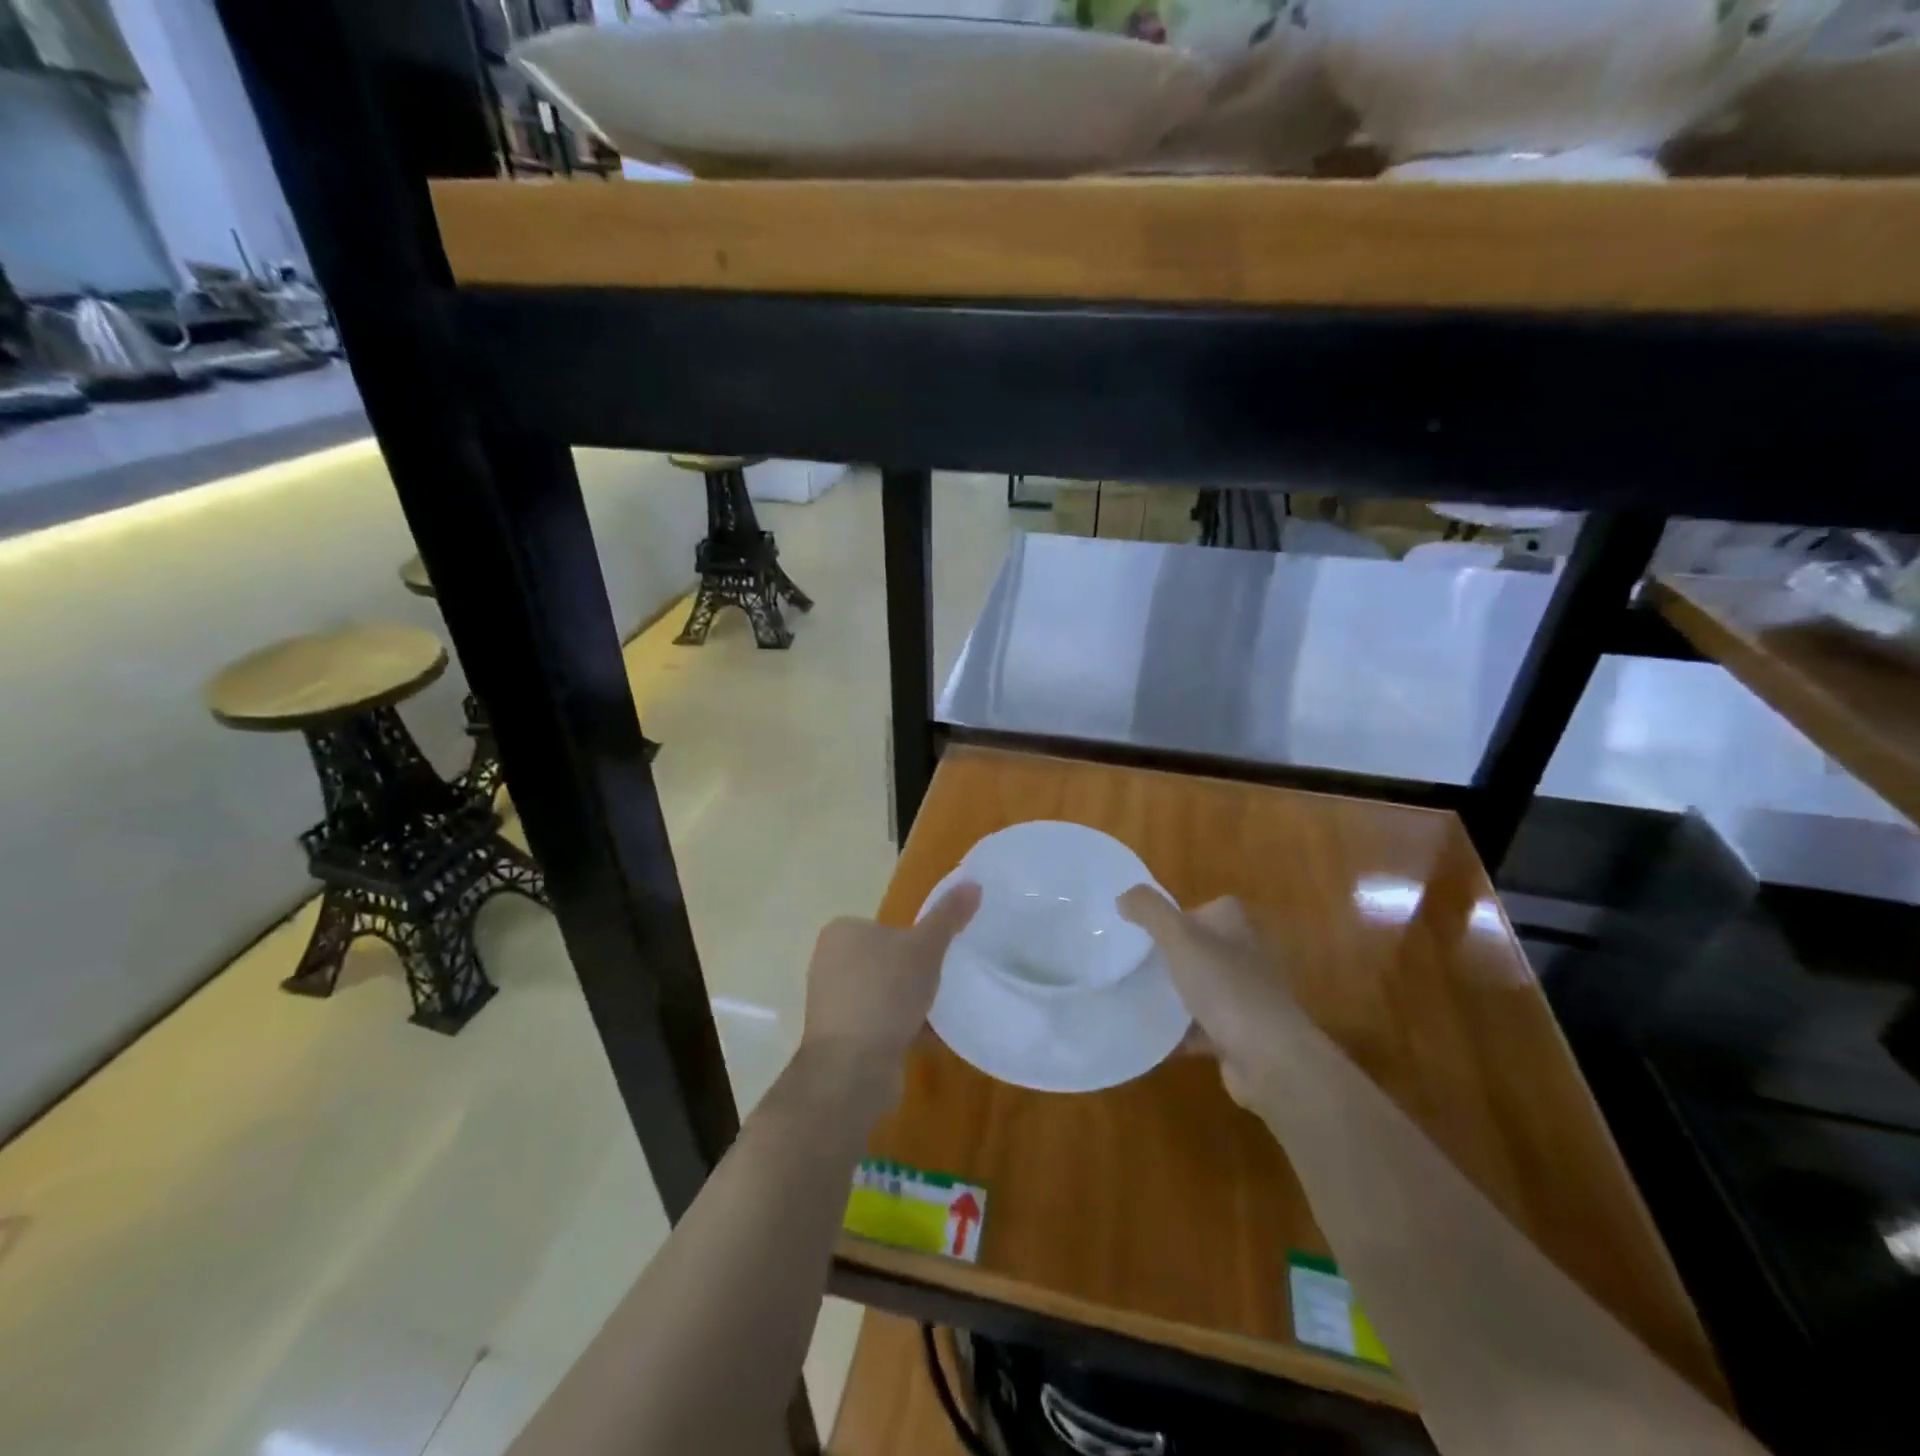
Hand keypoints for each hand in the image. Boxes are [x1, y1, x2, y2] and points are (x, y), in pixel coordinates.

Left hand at [800, 881, 981, 1099]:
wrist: (853, 1067)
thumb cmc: (886, 993)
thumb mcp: (925, 947)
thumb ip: (948, 916)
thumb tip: (973, 883)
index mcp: (841, 931)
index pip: (885, 926)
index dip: (915, 940)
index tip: (938, 956)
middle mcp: (828, 962)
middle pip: (885, 960)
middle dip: (913, 974)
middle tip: (941, 983)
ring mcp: (830, 1001)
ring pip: (883, 993)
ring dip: (909, 1004)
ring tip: (938, 1013)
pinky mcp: (838, 1037)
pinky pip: (878, 1023)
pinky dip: (901, 1028)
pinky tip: (928, 1039)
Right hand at [1117, 887, 1304, 1107]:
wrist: (1269, 1058)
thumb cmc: (1225, 986)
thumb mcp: (1180, 937)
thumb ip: (1150, 911)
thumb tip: (1124, 896)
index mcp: (1235, 927)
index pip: (1206, 908)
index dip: (1176, 914)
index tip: (1143, 928)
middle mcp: (1244, 956)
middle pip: (1198, 948)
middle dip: (1167, 955)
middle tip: (1129, 960)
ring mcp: (1243, 997)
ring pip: (1198, 988)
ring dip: (1170, 994)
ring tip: (1131, 994)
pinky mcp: (1237, 1034)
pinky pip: (1198, 1027)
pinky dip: (1176, 1031)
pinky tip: (1146, 1034)